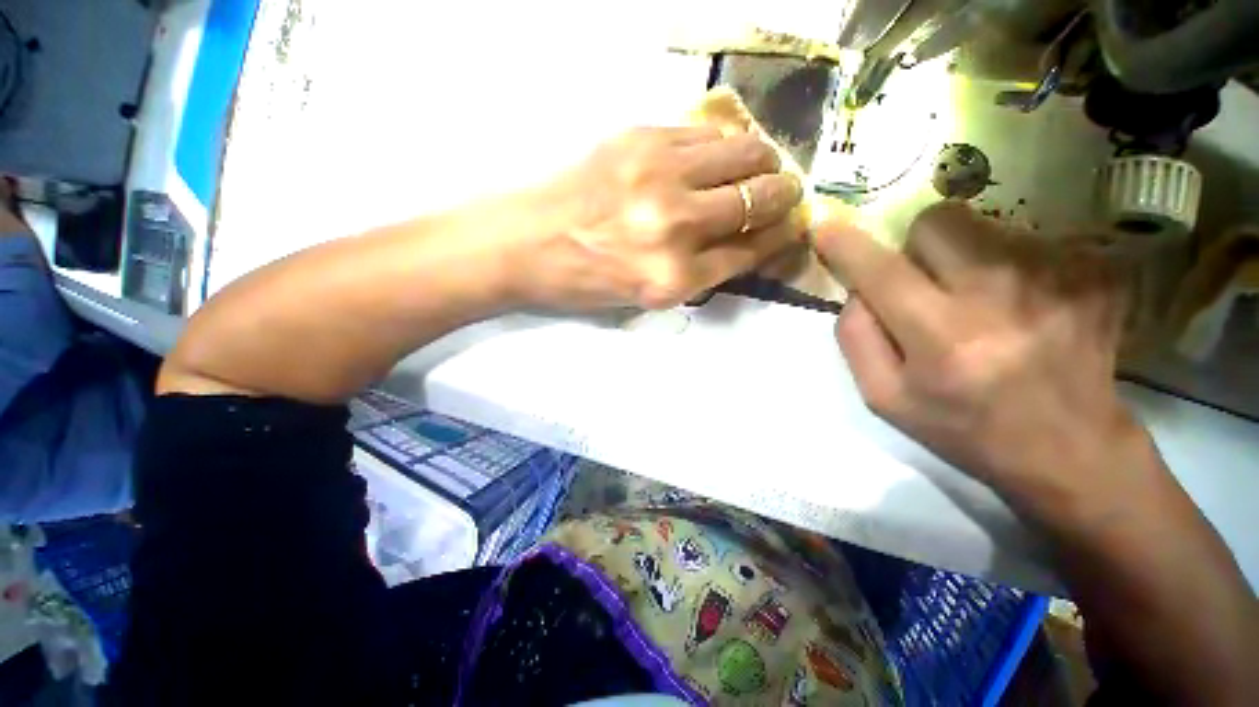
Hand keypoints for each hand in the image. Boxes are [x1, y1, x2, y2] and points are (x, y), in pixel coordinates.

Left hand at [509, 126, 804, 309]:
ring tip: (761, 166)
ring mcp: (659, 178)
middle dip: (784, 196)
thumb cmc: (583, 282)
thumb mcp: (645, 298)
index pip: (751, 252)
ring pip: (744, 155)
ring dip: (763, 161)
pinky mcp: (640, 140)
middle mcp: (676, 229)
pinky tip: (720, 152)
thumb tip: (745, 243)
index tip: (789, 228)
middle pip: (759, 200)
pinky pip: (704, 133)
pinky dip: (724, 144)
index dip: (778, 239)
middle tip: (784, 192)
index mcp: (674, 280)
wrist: (523, 243)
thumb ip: (699, 274)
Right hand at [814, 202, 1149, 511]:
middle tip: (929, 284)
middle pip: (937, 221)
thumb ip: (855, 338)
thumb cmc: (963, 427)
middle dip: (917, 246)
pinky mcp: (1095, 271)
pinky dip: (1013, 266)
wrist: (1072, 449)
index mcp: (942, 339)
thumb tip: (856, 289)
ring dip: (967, 257)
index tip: (826, 229)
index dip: (846, 245)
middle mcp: (1002, 297)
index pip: (880, 271)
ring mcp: (1059, 277)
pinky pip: (1029, 240)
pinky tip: (1026, 307)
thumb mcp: (884, 397)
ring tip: (985, 305)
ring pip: (983, 226)